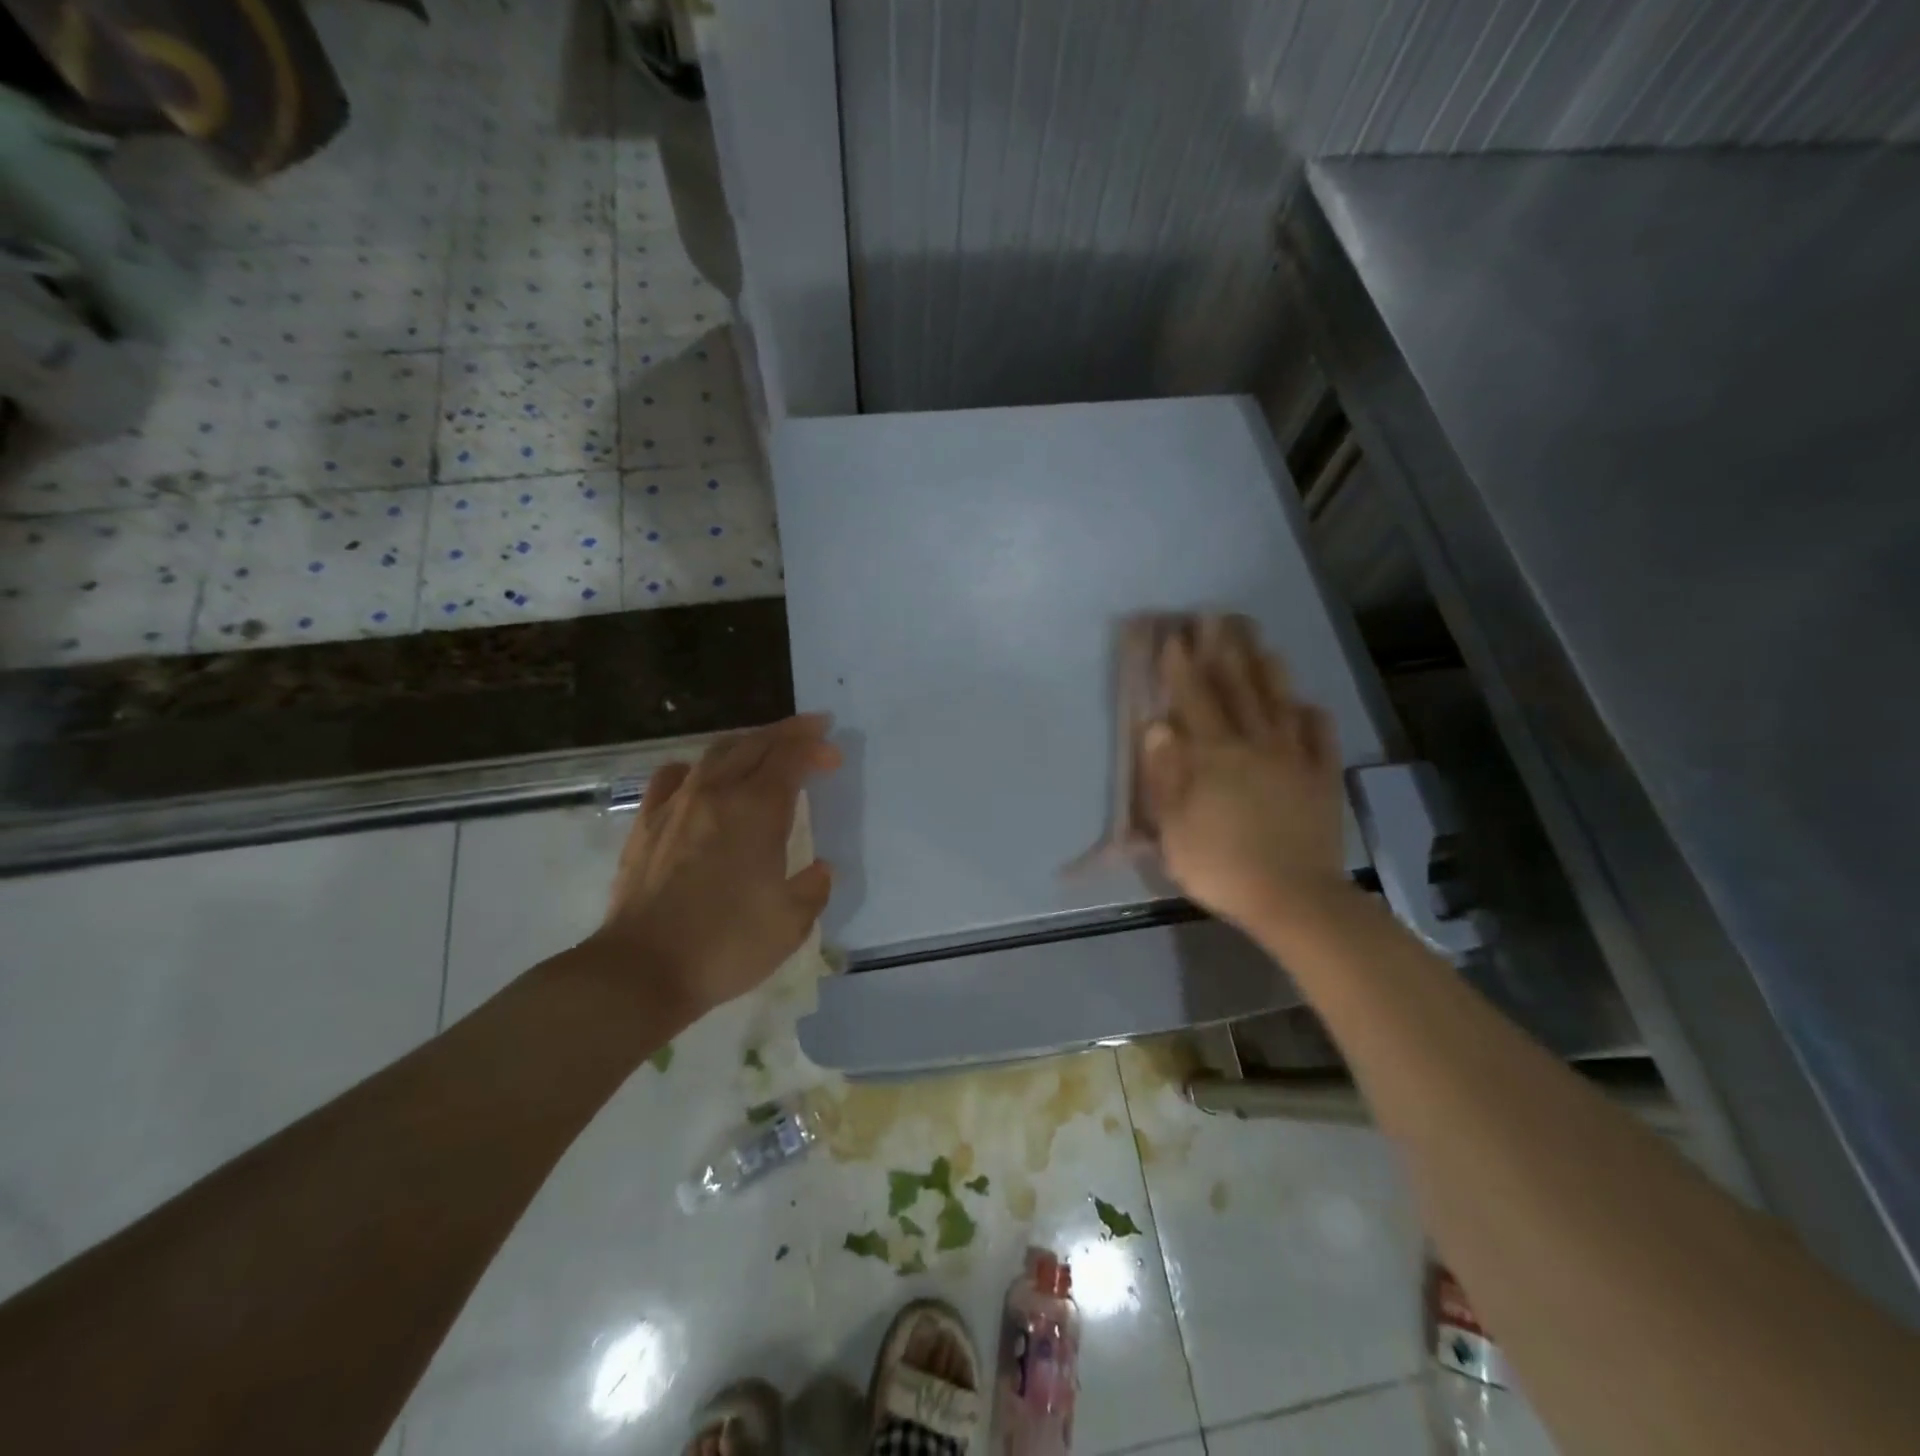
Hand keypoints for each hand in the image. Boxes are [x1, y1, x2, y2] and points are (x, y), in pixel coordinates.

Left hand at [593, 715, 840, 1017]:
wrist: (642, 969)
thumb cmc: (726, 944)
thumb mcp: (791, 923)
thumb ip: (813, 888)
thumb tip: (820, 870)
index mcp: (756, 810)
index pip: (790, 759)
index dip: (814, 749)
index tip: (834, 755)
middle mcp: (717, 793)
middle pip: (755, 744)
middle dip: (788, 733)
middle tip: (813, 731)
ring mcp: (676, 805)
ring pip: (716, 753)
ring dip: (748, 743)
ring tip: (766, 748)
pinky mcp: (646, 823)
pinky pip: (673, 776)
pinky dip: (698, 767)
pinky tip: (702, 777)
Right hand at [1140, 618, 1348, 932]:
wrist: (1293, 897)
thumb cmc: (1220, 865)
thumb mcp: (1174, 828)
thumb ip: (1165, 774)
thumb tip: (1157, 727)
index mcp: (1213, 755)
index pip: (1194, 698)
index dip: (1183, 665)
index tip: (1176, 634)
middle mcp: (1253, 744)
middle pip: (1237, 688)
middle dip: (1224, 650)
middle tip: (1218, 617)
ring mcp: (1293, 757)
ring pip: (1278, 702)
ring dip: (1266, 669)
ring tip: (1259, 641)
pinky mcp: (1321, 777)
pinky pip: (1320, 737)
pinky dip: (1312, 715)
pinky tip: (1307, 703)